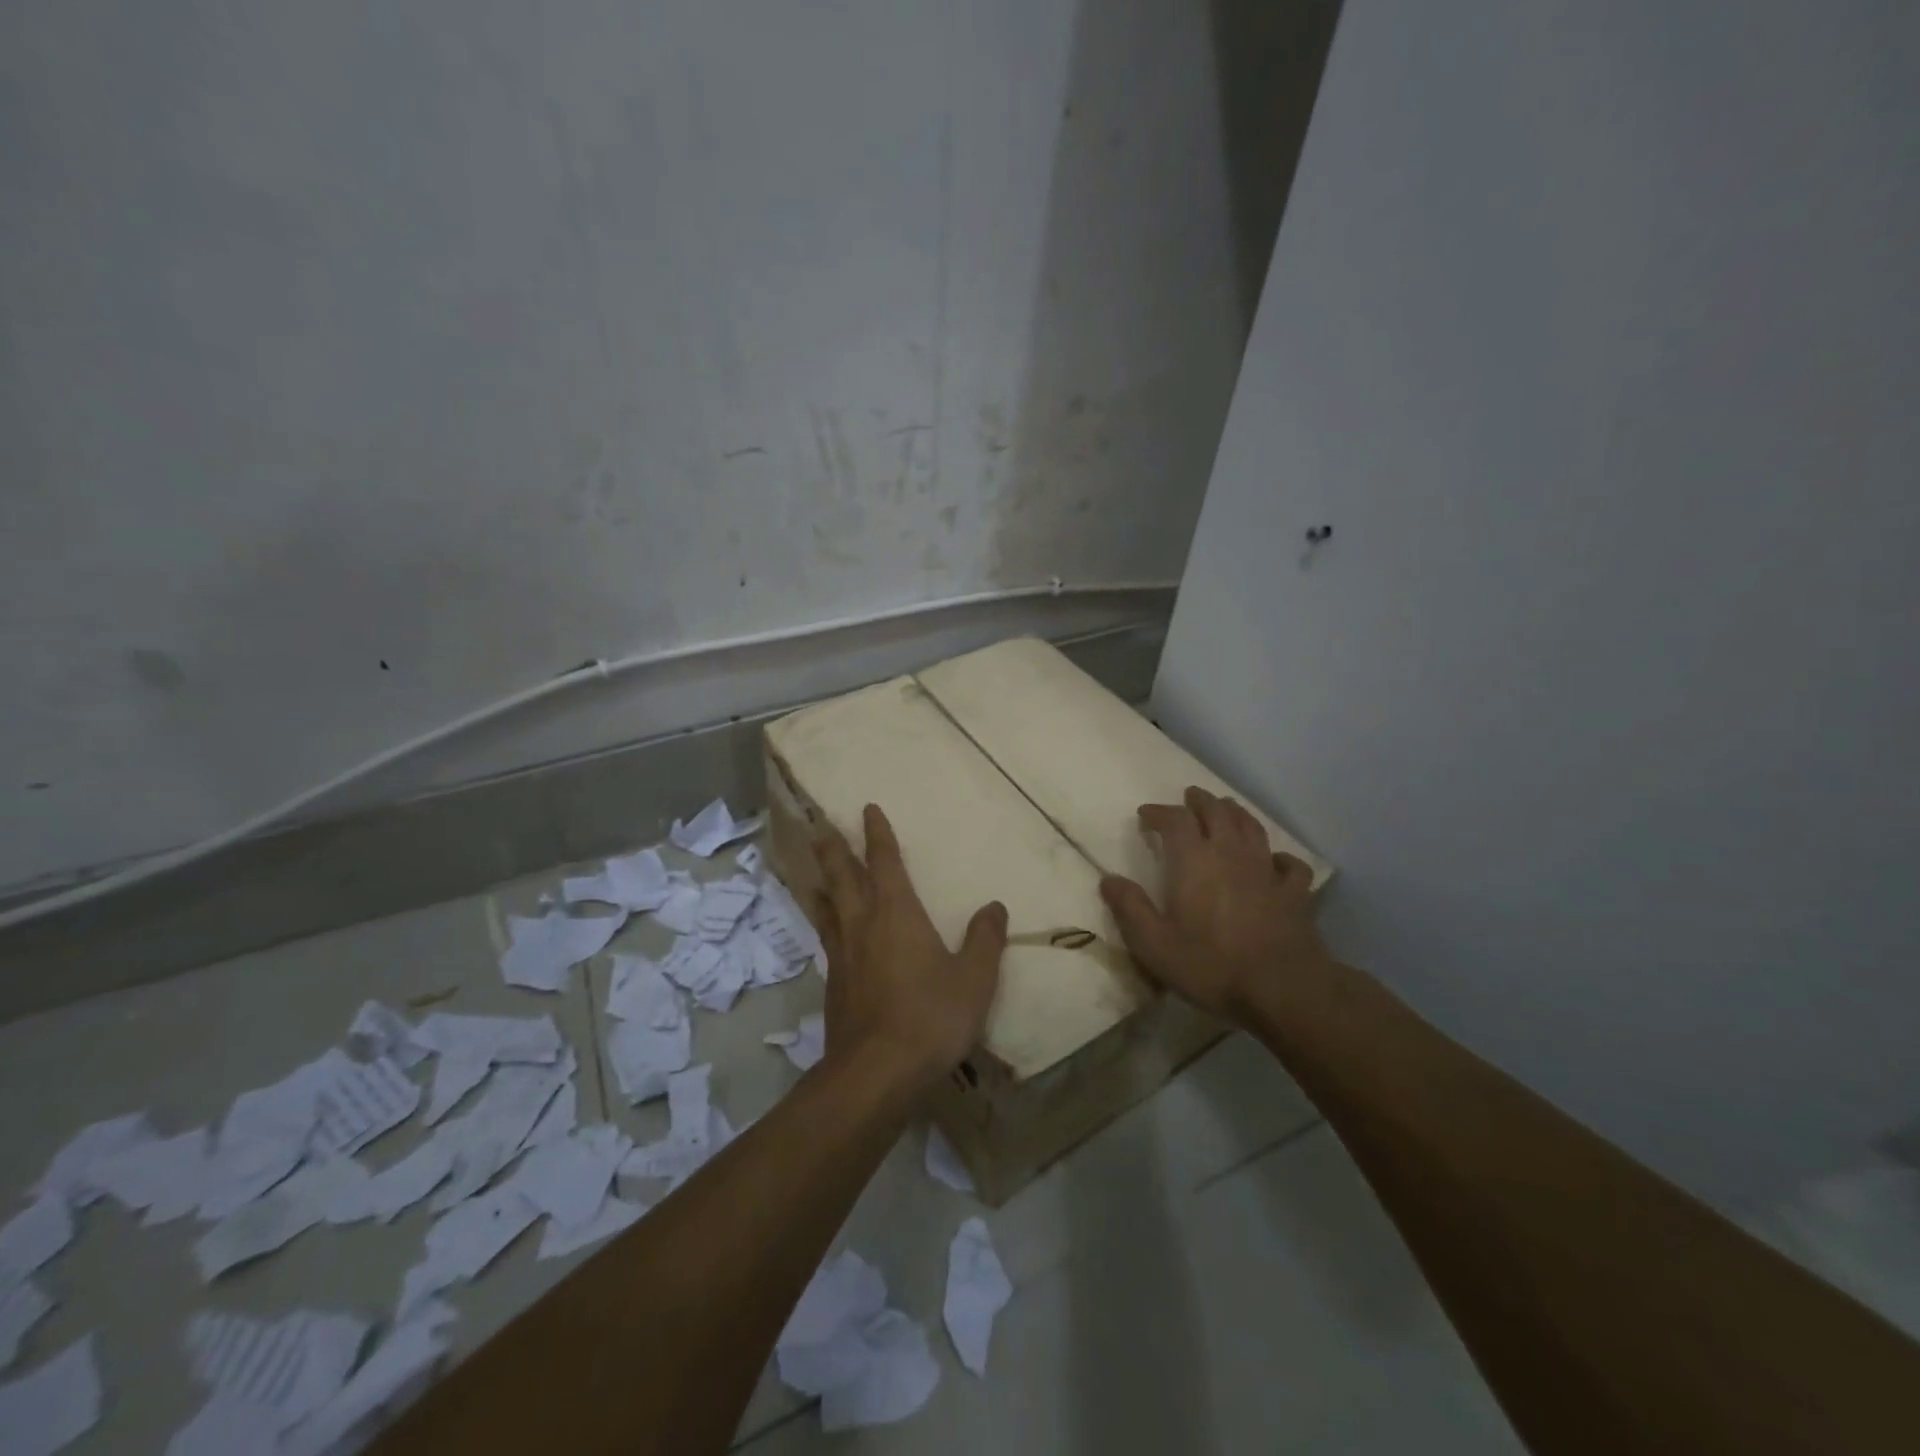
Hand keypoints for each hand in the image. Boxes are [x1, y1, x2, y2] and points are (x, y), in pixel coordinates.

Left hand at [811, 804, 1008, 1092]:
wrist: (875, 1072)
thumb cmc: (930, 1017)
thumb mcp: (974, 979)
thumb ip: (985, 940)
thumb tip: (994, 906)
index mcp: (896, 913)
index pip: (885, 861)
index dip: (877, 834)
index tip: (869, 809)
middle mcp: (863, 923)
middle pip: (842, 876)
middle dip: (834, 848)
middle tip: (820, 826)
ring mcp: (842, 954)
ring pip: (827, 906)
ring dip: (821, 883)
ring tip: (814, 873)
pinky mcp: (833, 983)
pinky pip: (826, 938)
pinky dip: (825, 922)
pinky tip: (829, 932)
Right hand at [1100, 786, 1330, 1024]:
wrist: (1283, 989)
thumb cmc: (1211, 965)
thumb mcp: (1154, 944)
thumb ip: (1130, 908)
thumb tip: (1109, 879)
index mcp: (1194, 860)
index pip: (1175, 819)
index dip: (1159, 812)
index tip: (1145, 815)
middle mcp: (1231, 853)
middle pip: (1217, 812)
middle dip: (1200, 801)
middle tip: (1189, 797)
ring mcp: (1267, 870)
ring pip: (1252, 827)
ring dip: (1235, 813)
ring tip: (1226, 809)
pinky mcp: (1295, 893)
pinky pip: (1289, 864)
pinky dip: (1279, 856)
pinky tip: (1275, 861)